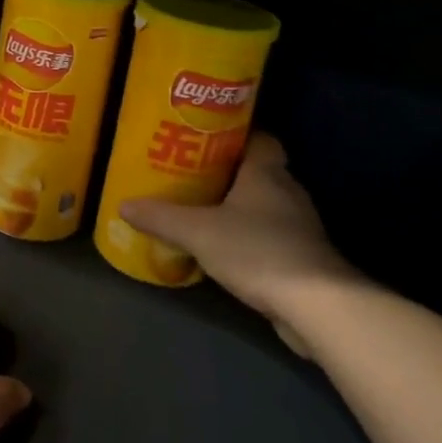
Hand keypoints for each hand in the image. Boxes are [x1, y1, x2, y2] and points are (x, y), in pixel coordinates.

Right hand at [120, 133, 358, 351]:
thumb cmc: (257, 250)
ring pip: (264, 205)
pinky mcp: (303, 258)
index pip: (259, 138)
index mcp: (267, 173)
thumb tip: (124, 205)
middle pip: (258, 171)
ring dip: (238, 207)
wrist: (318, 307)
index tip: (203, 138)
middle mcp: (288, 192)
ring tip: (200, 210)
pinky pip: (269, 235)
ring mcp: (300, 227)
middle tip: (190, 173)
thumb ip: (161, 217)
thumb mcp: (197, 231)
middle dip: (227, 172)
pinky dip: (248, 237)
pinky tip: (222, 247)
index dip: (234, 135)